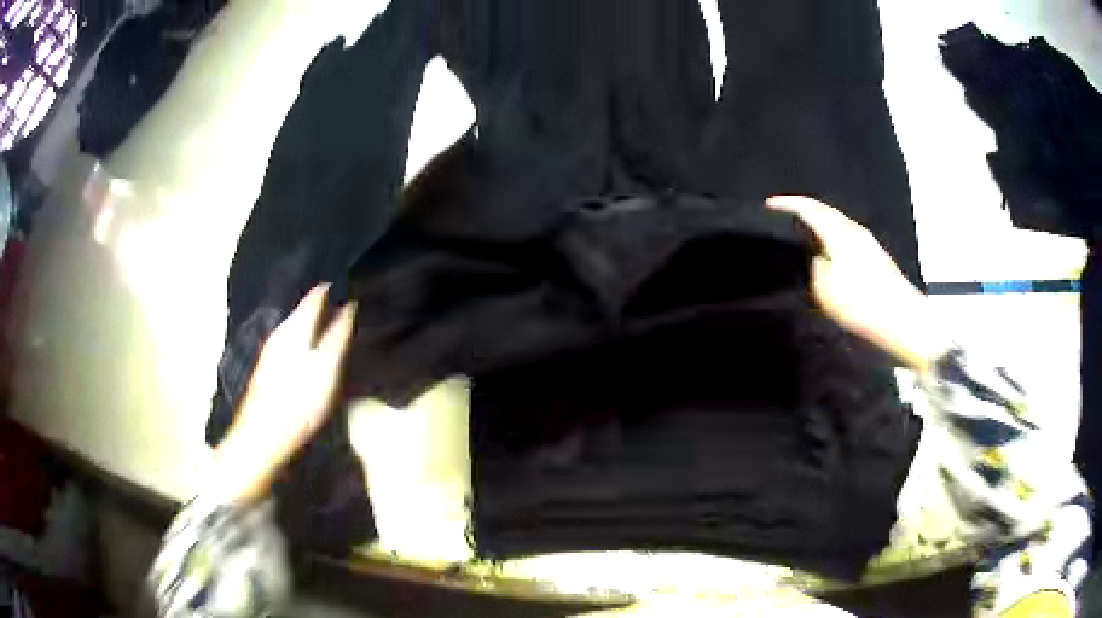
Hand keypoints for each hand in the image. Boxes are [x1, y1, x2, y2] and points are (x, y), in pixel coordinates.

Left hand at [212, 284, 356, 503]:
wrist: (263, 436)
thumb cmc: (299, 403)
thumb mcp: (325, 370)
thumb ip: (337, 337)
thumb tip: (349, 305)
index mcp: (294, 328)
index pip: (315, 296)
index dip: (331, 288)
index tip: (350, 283)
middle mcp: (280, 333)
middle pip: (302, 309)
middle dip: (321, 303)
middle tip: (345, 300)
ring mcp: (271, 350)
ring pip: (295, 324)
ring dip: (312, 320)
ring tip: (332, 320)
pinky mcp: (268, 368)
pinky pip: (290, 340)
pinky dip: (304, 336)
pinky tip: (310, 346)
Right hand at [767, 195, 946, 371]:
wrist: (902, 318)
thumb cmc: (862, 304)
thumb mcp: (826, 290)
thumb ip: (817, 267)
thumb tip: (819, 258)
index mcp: (839, 233)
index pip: (810, 208)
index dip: (788, 203)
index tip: (769, 204)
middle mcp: (854, 231)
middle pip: (825, 210)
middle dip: (804, 209)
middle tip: (785, 214)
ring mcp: (867, 242)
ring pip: (837, 223)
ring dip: (819, 222)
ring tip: (804, 232)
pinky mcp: (875, 255)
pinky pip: (846, 235)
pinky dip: (832, 235)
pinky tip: (829, 250)